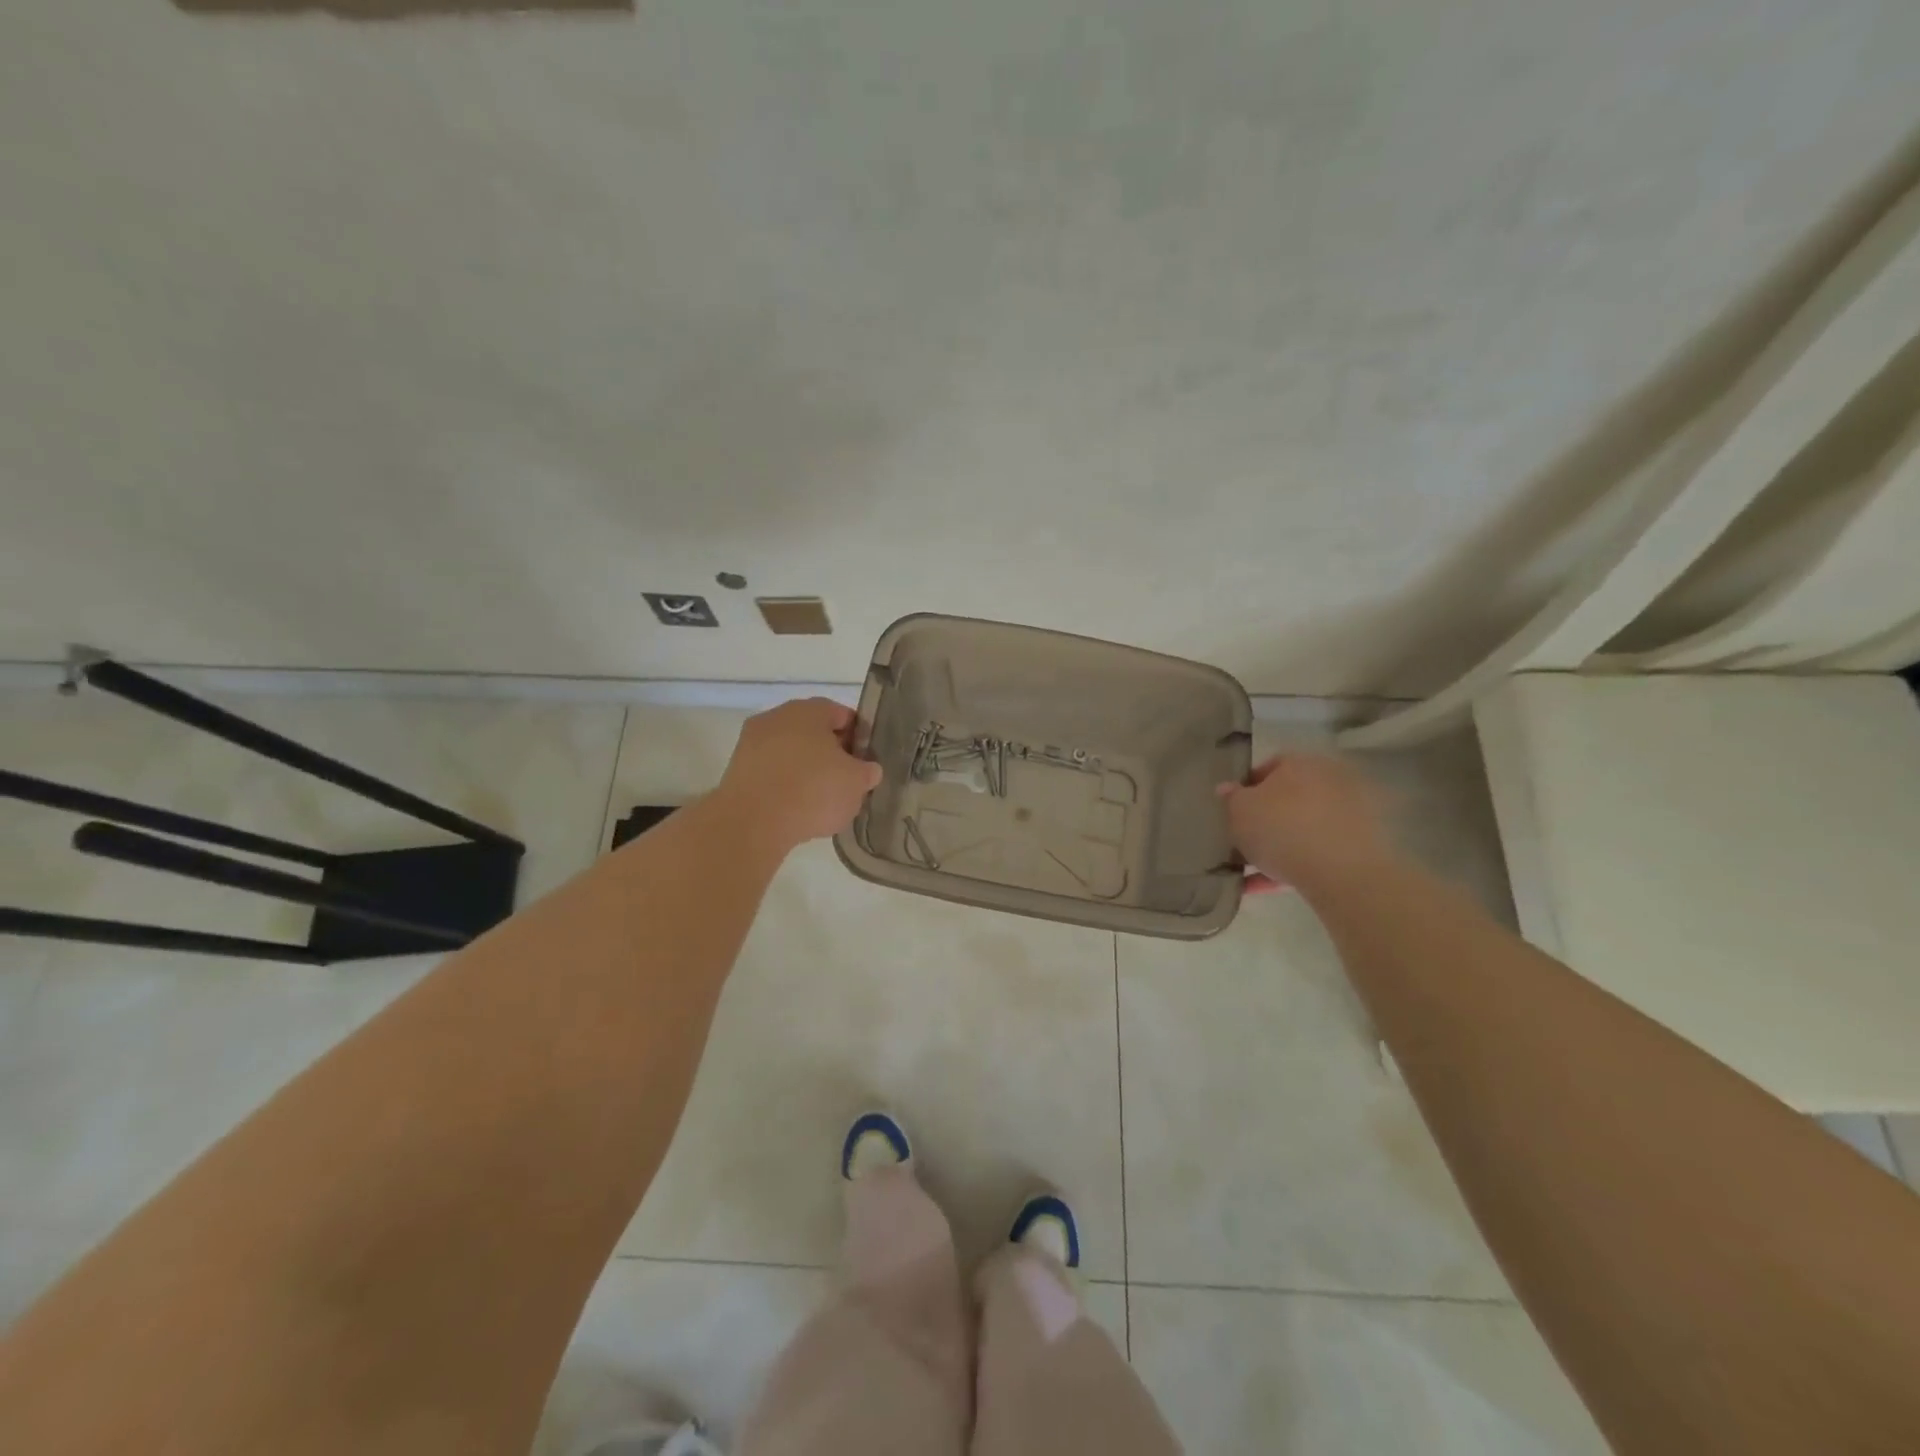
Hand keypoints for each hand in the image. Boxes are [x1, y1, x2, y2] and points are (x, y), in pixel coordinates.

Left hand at [713, 698, 882, 853]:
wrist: (752, 823)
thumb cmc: (813, 791)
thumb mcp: (856, 782)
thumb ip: (867, 771)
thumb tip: (867, 769)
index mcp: (809, 710)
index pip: (842, 715)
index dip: (858, 738)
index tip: (866, 763)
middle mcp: (777, 717)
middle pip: (813, 732)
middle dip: (831, 754)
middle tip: (846, 782)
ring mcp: (752, 743)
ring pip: (790, 753)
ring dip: (805, 770)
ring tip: (820, 801)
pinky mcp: (736, 770)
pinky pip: (771, 773)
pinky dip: (784, 786)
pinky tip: (795, 809)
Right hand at [1217, 753, 1398, 895]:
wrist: (1342, 873)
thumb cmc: (1282, 829)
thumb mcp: (1239, 811)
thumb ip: (1231, 798)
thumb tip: (1228, 789)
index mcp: (1301, 763)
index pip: (1269, 767)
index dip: (1246, 789)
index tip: (1231, 811)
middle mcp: (1330, 781)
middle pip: (1289, 798)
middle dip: (1265, 818)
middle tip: (1242, 839)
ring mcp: (1349, 814)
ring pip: (1303, 828)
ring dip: (1278, 846)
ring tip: (1250, 870)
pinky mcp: (1360, 847)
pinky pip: (1317, 853)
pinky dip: (1293, 866)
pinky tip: (1266, 886)